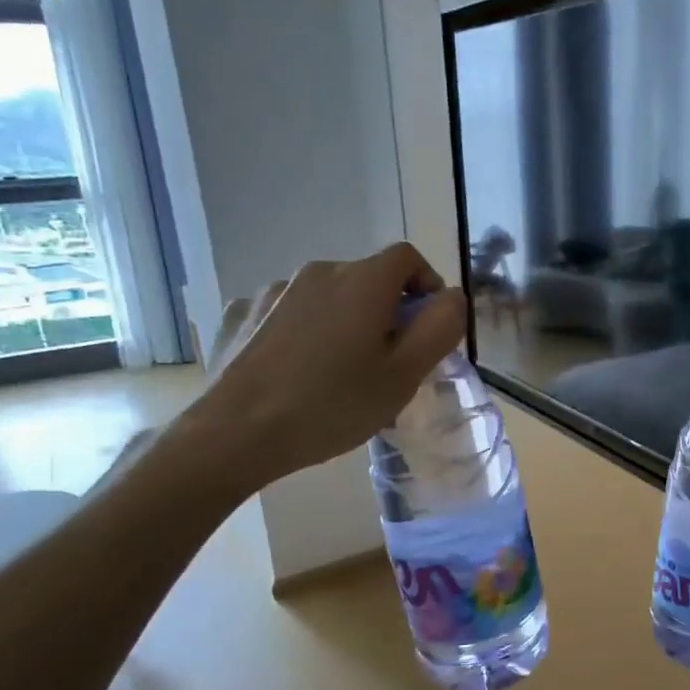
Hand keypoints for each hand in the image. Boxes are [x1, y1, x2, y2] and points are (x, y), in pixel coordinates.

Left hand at [173, 243, 465, 497]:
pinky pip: (286, 313)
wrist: (237, 432)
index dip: (425, 285)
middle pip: (365, 279)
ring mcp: (273, 290)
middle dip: (384, 312)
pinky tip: (293, 371)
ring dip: (341, 323)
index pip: (407, 258)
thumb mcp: (403, 376)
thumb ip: (439, 329)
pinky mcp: (241, 313)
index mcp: (362, 281)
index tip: (425, 329)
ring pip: (325, 298)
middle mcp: (318, 272)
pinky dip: (301, 332)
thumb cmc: (333, 405)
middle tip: (384, 365)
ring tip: (334, 375)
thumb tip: (452, 296)